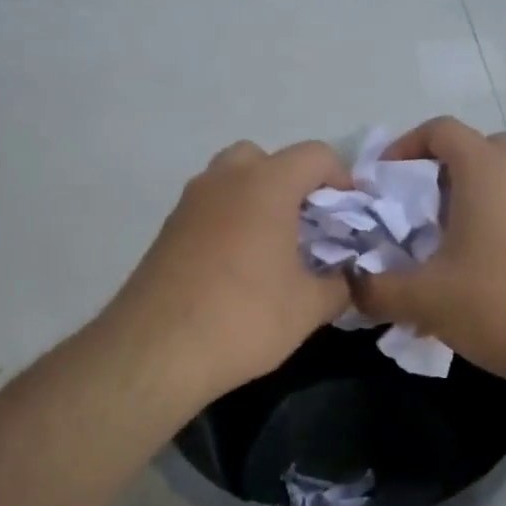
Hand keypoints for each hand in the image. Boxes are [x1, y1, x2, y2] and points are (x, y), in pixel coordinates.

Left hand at [104, 139, 351, 404]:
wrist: (156, 350)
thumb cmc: (244, 318)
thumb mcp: (309, 308)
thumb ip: (339, 285)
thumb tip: (347, 279)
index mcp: (266, 185)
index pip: (315, 155)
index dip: (341, 178)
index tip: (350, 214)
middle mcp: (224, 180)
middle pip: (266, 158)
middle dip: (292, 182)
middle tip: (306, 224)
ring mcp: (190, 202)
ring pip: (231, 179)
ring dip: (257, 199)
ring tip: (273, 246)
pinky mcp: (168, 229)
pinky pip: (209, 207)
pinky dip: (230, 220)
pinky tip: (238, 266)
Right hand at [350, 117, 505, 378]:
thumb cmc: (494, 303)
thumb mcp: (421, 298)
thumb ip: (375, 288)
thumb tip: (351, 286)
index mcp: (485, 170)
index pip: (441, 130)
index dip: (405, 146)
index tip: (384, 182)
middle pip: (475, 147)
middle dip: (441, 168)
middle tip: (417, 205)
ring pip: (500, 175)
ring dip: (468, 192)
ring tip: (442, 235)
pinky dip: (492, 213)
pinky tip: (474, 260)